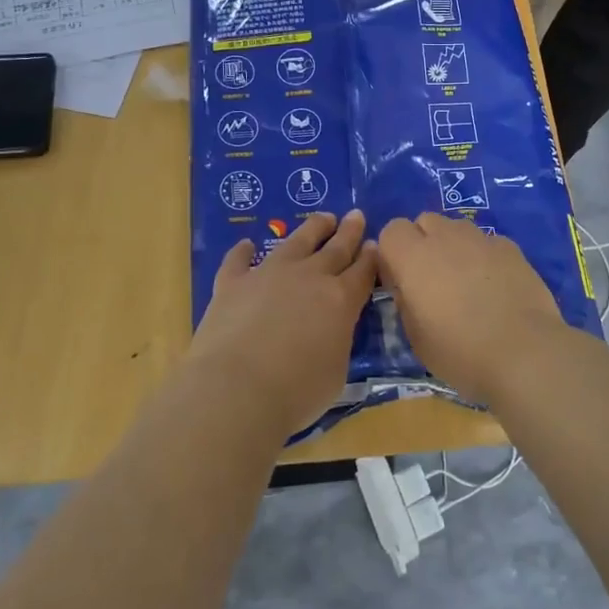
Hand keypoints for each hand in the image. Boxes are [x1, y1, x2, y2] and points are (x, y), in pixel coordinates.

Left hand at [190, 210, 377, 433]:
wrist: (237, 389)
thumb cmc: (296, 392)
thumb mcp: (336, 372)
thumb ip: (337, 342)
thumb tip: (331, 333)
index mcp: (341, 300)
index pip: (362, 272)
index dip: (370, 258)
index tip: (375, 244)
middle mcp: (309, 277)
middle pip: (335, 248)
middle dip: (349, 232)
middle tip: (356, 215)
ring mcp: (269, 274)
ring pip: (296, 242)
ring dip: (312, 228)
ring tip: (322, 218)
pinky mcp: (233, 282)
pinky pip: (239, 260)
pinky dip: (242, 251)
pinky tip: (246, 244)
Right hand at [375, 214, 569, 405]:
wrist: (524, 353)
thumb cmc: (461, 352)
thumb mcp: (416, 337)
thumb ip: (406, 301)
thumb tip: (408, 287)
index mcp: (413, 257)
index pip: (391, 230)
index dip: (394, 253)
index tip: (401, 281)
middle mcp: (445, 237)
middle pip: (425, 221)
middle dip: (423, 242)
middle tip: (432, 280)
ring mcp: (481, 239)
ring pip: (457, 228)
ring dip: (453, 246)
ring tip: (466, 282)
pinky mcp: (511, 247)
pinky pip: (487, 242)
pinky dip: (484, 257)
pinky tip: (496, 287)